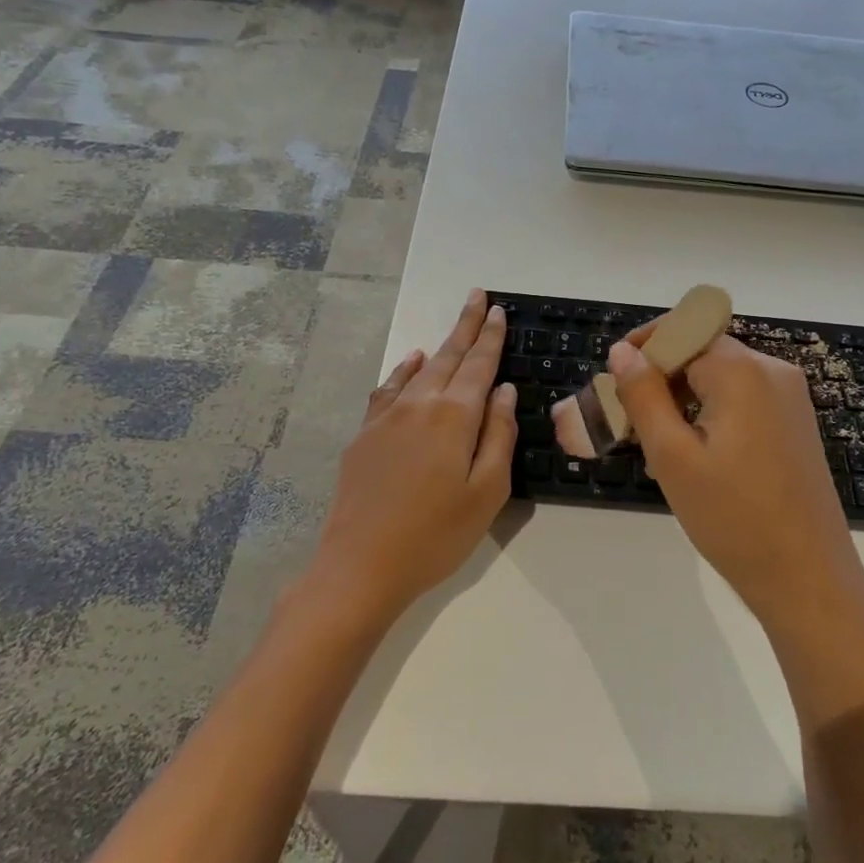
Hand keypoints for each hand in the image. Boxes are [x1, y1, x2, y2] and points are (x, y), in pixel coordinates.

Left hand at [311, 289, 518, 624]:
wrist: (360, 565)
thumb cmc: (436, 535)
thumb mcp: (487, 492)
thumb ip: (499, 436)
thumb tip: (502, 391)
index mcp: (454, 417)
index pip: (478, 365)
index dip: (490, 337)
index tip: (497, 309)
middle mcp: (419, 405)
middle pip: (449, 357)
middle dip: (466, 326)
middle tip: (477, 297)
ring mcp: (386, 417)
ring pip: (420, 370)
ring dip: (441, 345)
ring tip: (455, 326)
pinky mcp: (365, 434)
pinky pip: (389, 388)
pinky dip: (405, 370)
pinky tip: (412, 362)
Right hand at [607, 332, 863, 630]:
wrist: (808, 579)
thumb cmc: (733, 519)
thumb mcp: (673, 457)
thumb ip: (643, 395)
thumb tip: (622, 351)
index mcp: (742, 371)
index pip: (681, 331)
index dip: (642, 347)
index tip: (612, 380)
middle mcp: (772, 371)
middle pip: (702, 349)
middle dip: (660, 375)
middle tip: (627, 418)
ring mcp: (789, 397)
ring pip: (720, 375)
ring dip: (682, 395)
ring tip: (654, 441)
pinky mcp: (795, 423)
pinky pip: (742, 397)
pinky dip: (709, 410)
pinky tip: (692, 451)